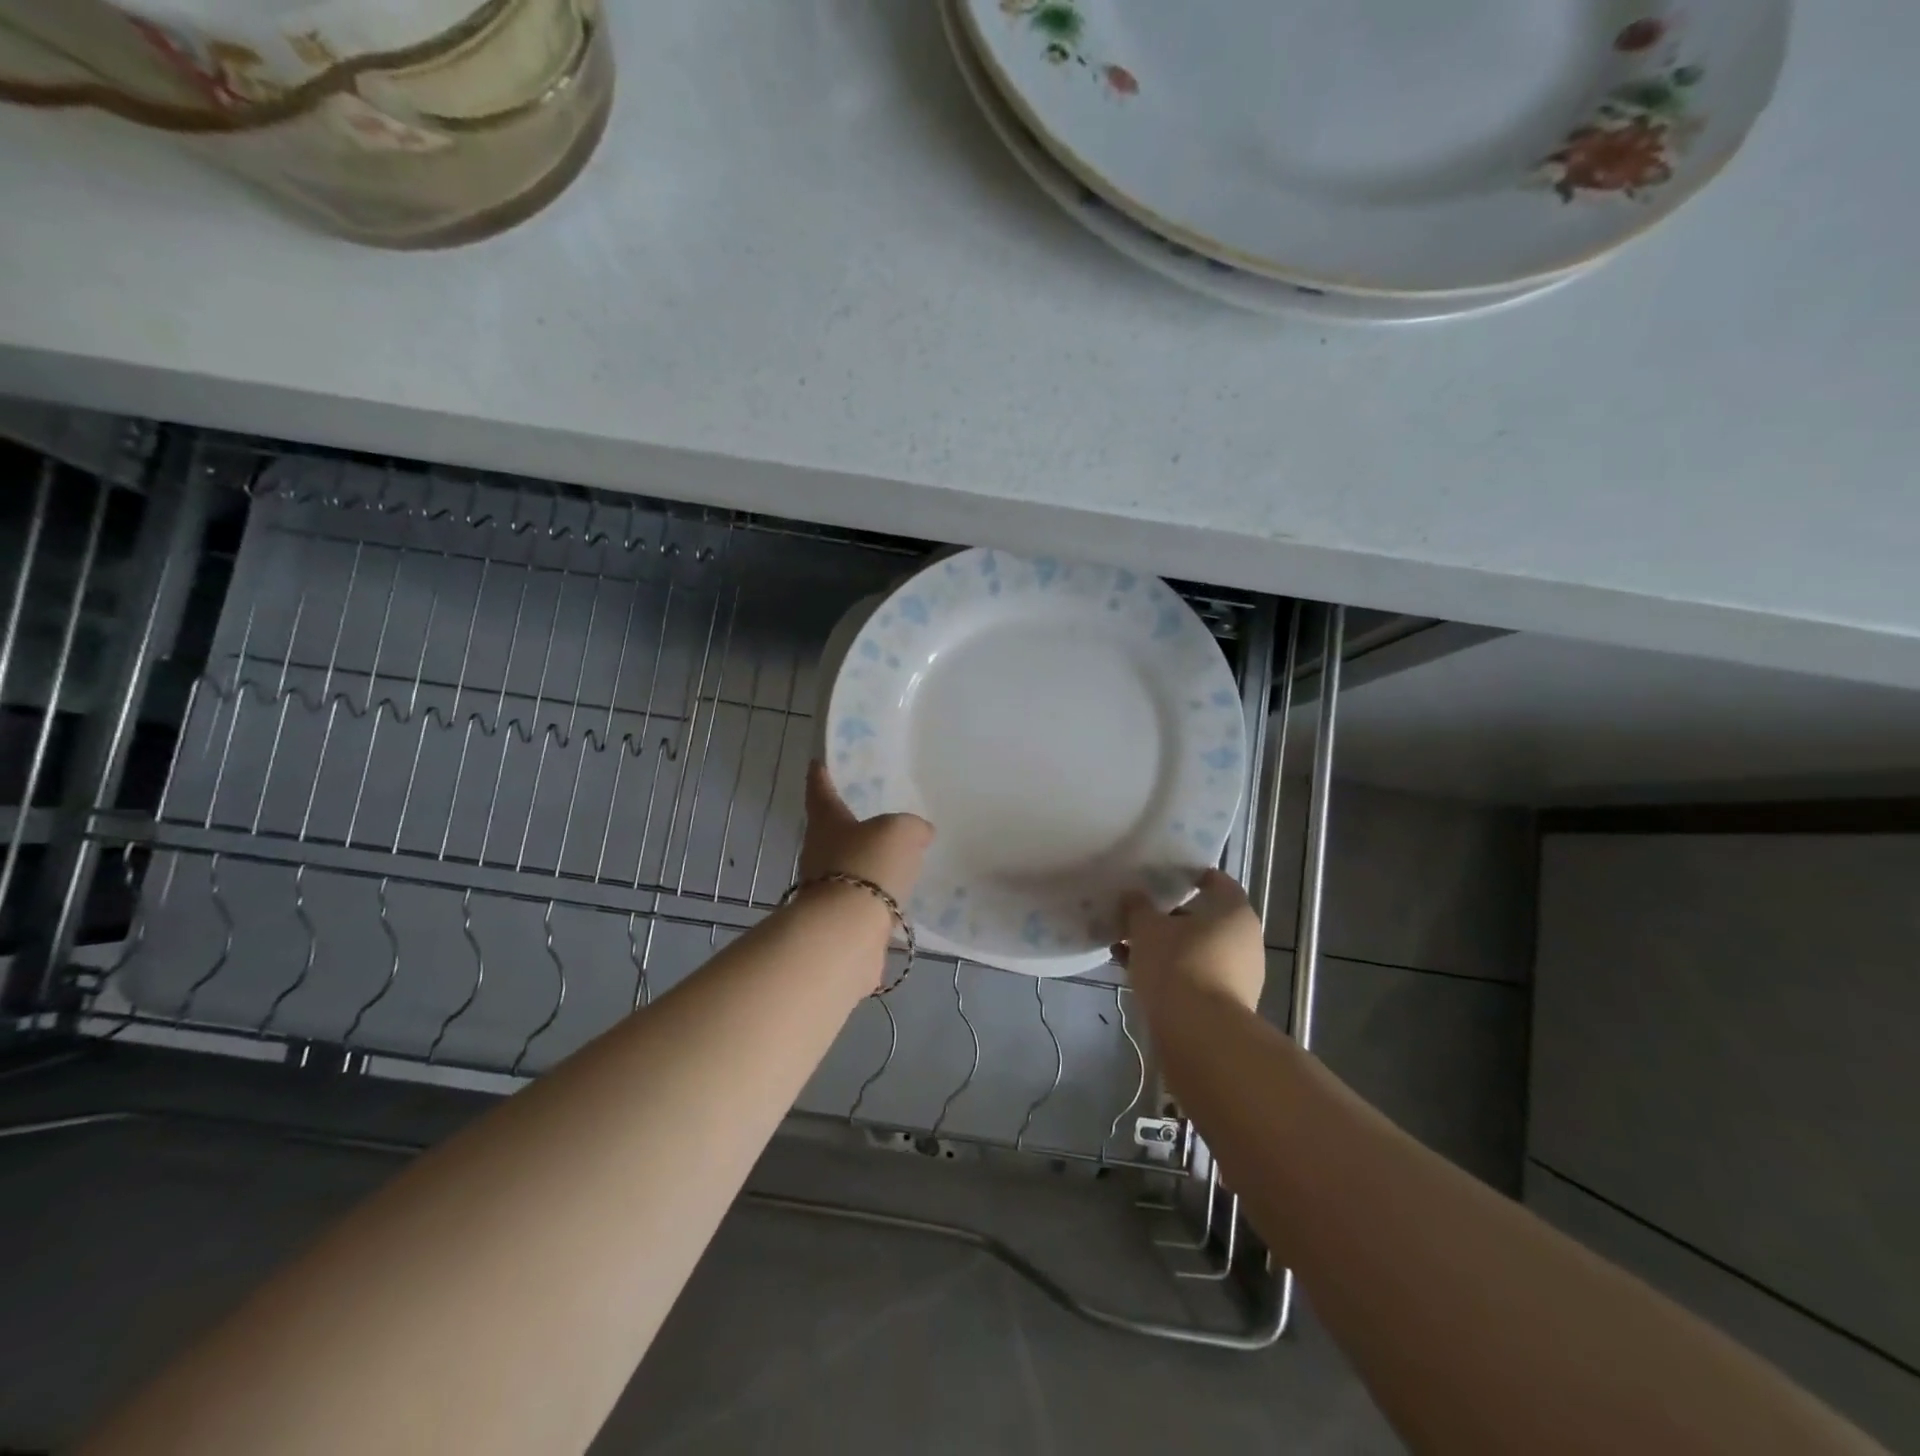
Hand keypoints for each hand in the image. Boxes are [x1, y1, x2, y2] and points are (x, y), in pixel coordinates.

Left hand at [797, 761, 934, 905]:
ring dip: (867, 862)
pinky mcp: (838, 919)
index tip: (818, 763)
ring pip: (848, 866)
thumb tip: (920, 832)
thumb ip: (912, 827)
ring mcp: (825, 888)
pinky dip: (876, 894)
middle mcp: (818, 852)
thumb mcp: (900, 831)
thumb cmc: (867, 865)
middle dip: (851, 825)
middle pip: (833, 831)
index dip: (820, 776)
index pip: (820, 791)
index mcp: (826, 822)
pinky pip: (862, 897)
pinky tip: (898, 894)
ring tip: (896, 858)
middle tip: (877, 816)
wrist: (847, 931)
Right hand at [1114, 868, 1265, 1012]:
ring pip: (1195, 949)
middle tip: (1138, 914)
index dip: (1189, 875)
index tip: (1162, 876)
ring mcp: (1239, 974)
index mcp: (1234, 910)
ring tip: (1127, 946)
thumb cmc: (1177, 965)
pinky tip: (1133, 973)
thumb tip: (1133, 896)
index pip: (1215, 881)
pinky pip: (1193, 976)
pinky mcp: (1227, 1004)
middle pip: (1204, 918)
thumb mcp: (1146, 929)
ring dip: (1165, 947)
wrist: (1200, 1036)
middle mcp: (1244, 939)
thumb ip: (1138, 908)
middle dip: (1169, 917)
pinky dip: (1169, 972)